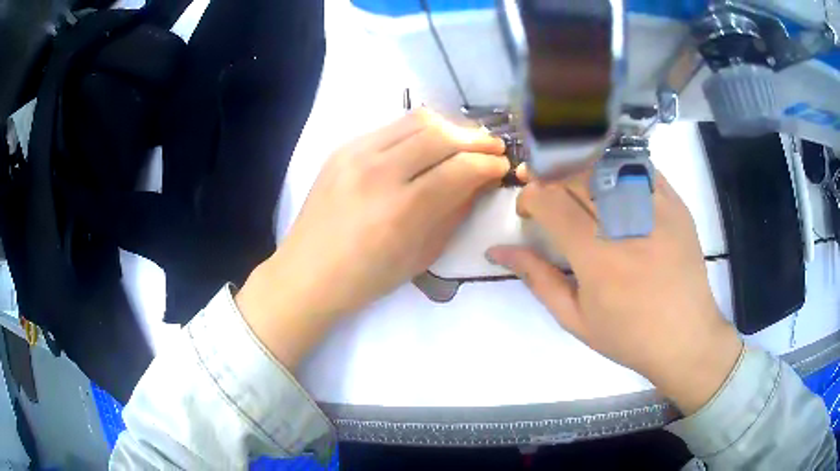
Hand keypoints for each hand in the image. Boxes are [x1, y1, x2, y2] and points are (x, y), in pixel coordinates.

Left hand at [237, 109, 507, 368]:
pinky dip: (419, 130)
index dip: (489, 164)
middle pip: (441, 134)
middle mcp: (378, 172)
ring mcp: (355, 154)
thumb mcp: (422, 254)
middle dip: (476, 139)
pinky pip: (391, 127)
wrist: (308, 272)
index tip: (502, 166)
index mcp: (401, 210)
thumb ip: (455, 211)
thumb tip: (481, 181)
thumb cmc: (367, 277)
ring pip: (417, 120)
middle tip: (492, 148)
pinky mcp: (342, 148)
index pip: (460, 169)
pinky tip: (428, 145)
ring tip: (464, 142)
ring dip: (450, 127)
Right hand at [487, 169, 741, 414]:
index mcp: (597, 259)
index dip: (530, 196)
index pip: (552, 201)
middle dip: (549, 179)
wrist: (685, 337)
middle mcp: (626, 225)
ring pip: (606, 166)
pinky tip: (608, 181)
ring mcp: (656, 209)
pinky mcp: (676, 204)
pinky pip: (640, 168)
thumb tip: (498, 251)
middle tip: (544, 193)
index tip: (527, 210)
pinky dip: (616, 167)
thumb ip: (537, 278)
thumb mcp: (575, 319)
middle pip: (576, 177)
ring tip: (573, 185)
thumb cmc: (629, 336)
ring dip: (579, 170)